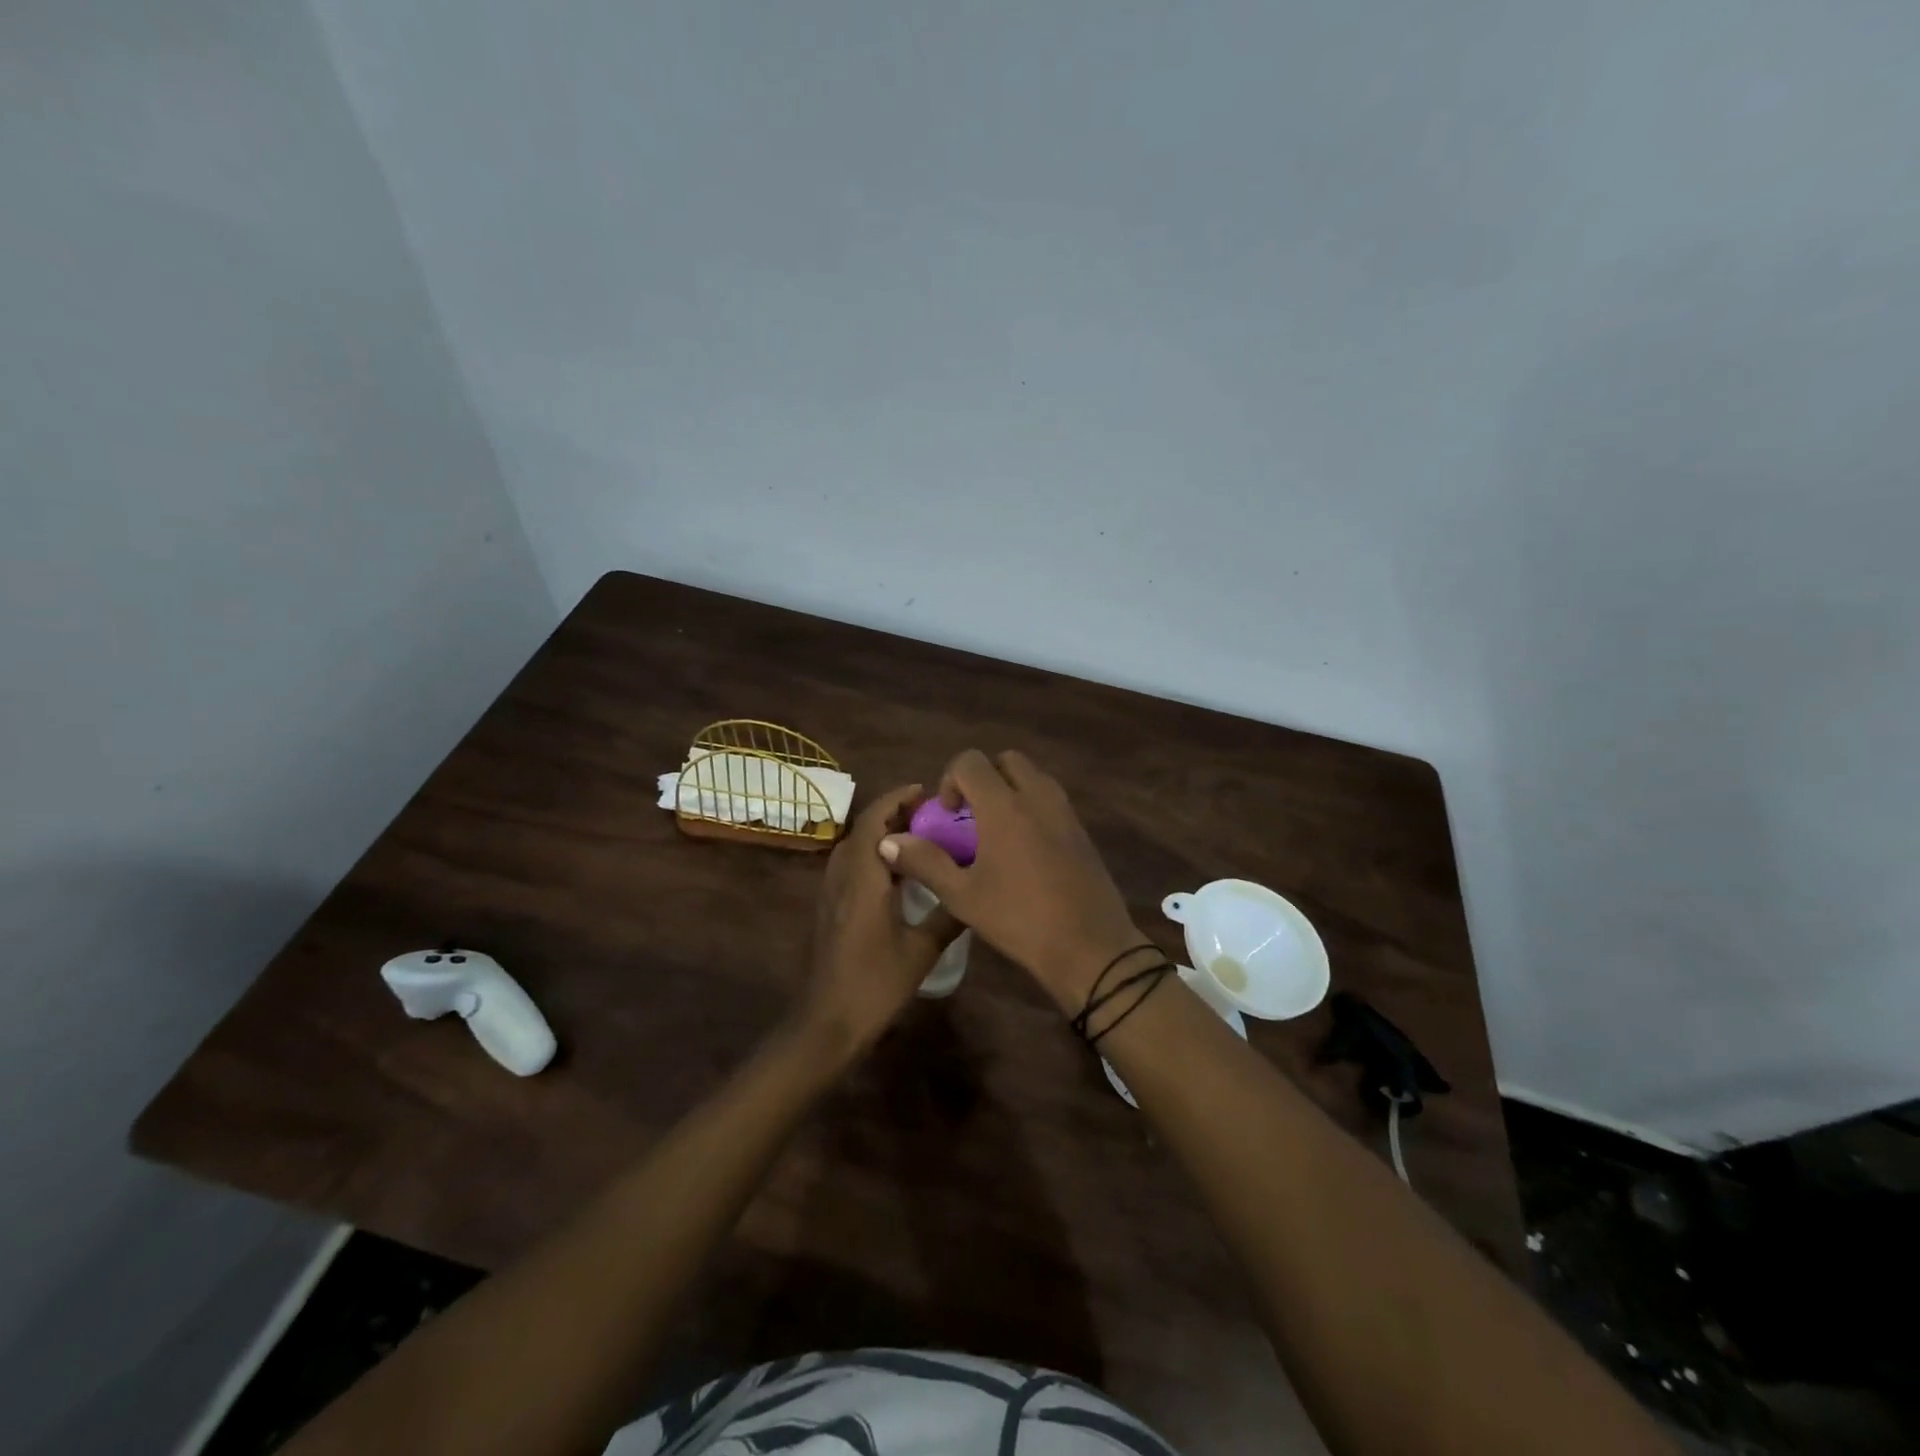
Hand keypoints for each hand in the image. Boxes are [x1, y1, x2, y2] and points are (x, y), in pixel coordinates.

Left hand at [799, 783, 960, 1054]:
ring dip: (881, 831)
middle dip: (892, 812)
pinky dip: (873, 853)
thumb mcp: (921, 951)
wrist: (827, 1021)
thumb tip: (975, 891)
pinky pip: (851, 864)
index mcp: (863, 879)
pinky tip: (898, 870)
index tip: (924, 790)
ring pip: (855, 846)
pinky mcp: (831, 908)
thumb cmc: (875, 984)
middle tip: (929, 811)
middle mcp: (843, 877)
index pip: (874, 823)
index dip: (896, 800)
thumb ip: (948, 916)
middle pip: (863, 829)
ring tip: (918, 832)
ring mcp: (832, 892)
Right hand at [878, 750, 1143, 1012]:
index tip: (948, 816)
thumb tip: (889, 841)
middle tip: (971, 817)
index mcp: (1004, 805)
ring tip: (996, 832)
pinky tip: (1023, 851)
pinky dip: (1031, 806)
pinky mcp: (1081, 830)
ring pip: (1032, 777)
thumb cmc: (1019, 919)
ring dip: (1009, 790)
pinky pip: (1050, 799)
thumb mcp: (963, 896)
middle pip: (1006, 760)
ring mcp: (1064, 811)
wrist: (1090, 946)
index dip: (951, 780)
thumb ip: (925, 862)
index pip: (971, 761)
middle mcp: (1037, 796)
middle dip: (983, 778)